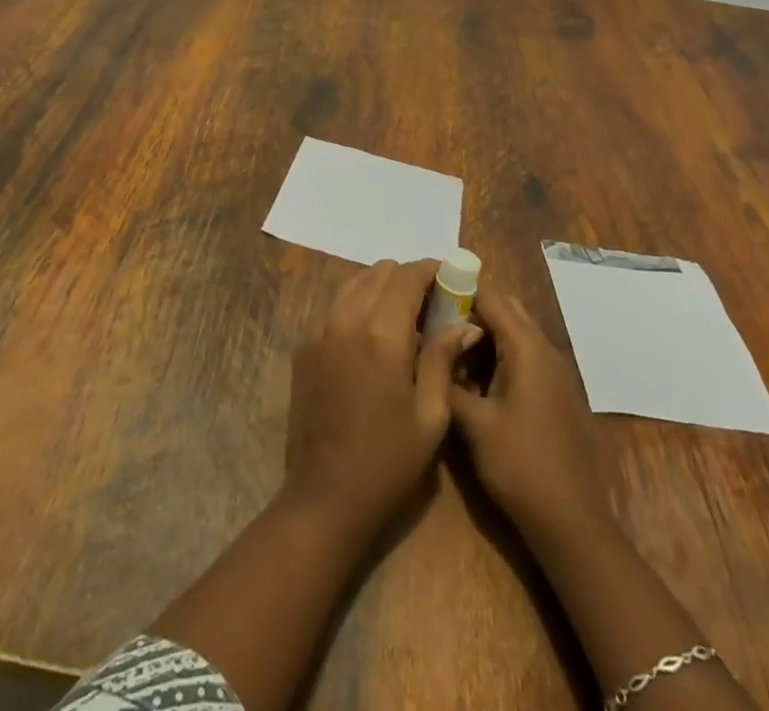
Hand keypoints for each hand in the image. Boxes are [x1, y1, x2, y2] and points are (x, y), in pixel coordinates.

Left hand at [283, 259, 478, 536]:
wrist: (325, 497)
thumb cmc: (389, 461)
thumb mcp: (431, 415)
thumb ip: (443, 358)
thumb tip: (464, 324)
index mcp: (382, 332)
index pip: (408, 275)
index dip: (431, 270)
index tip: (450, 279)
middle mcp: (347, 319)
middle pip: (379, 271)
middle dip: (407, 278)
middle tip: (429, 304)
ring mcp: (320, 330)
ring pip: (354, 284)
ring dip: (381, 288)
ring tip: (402, 318)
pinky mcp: (305, 347)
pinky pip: (335, 307)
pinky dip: (357, 306)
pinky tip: (371, 338)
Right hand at [450, 288, 611, 546]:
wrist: (573, 525)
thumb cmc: (520, 467)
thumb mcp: (472, 424)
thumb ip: (447, 379)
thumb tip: (425, 351)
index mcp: (527, 348)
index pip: (490, 295)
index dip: (457, 287)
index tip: (425, 290)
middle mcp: (545, 349)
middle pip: (505, 308)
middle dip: (469, 307)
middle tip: (432, 318)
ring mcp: (554, 372)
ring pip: (514, 333)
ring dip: (482, 333)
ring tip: (445, 346)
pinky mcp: (556, 393)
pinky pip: (523, 356)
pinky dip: (497, 355)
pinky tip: (472, 379)